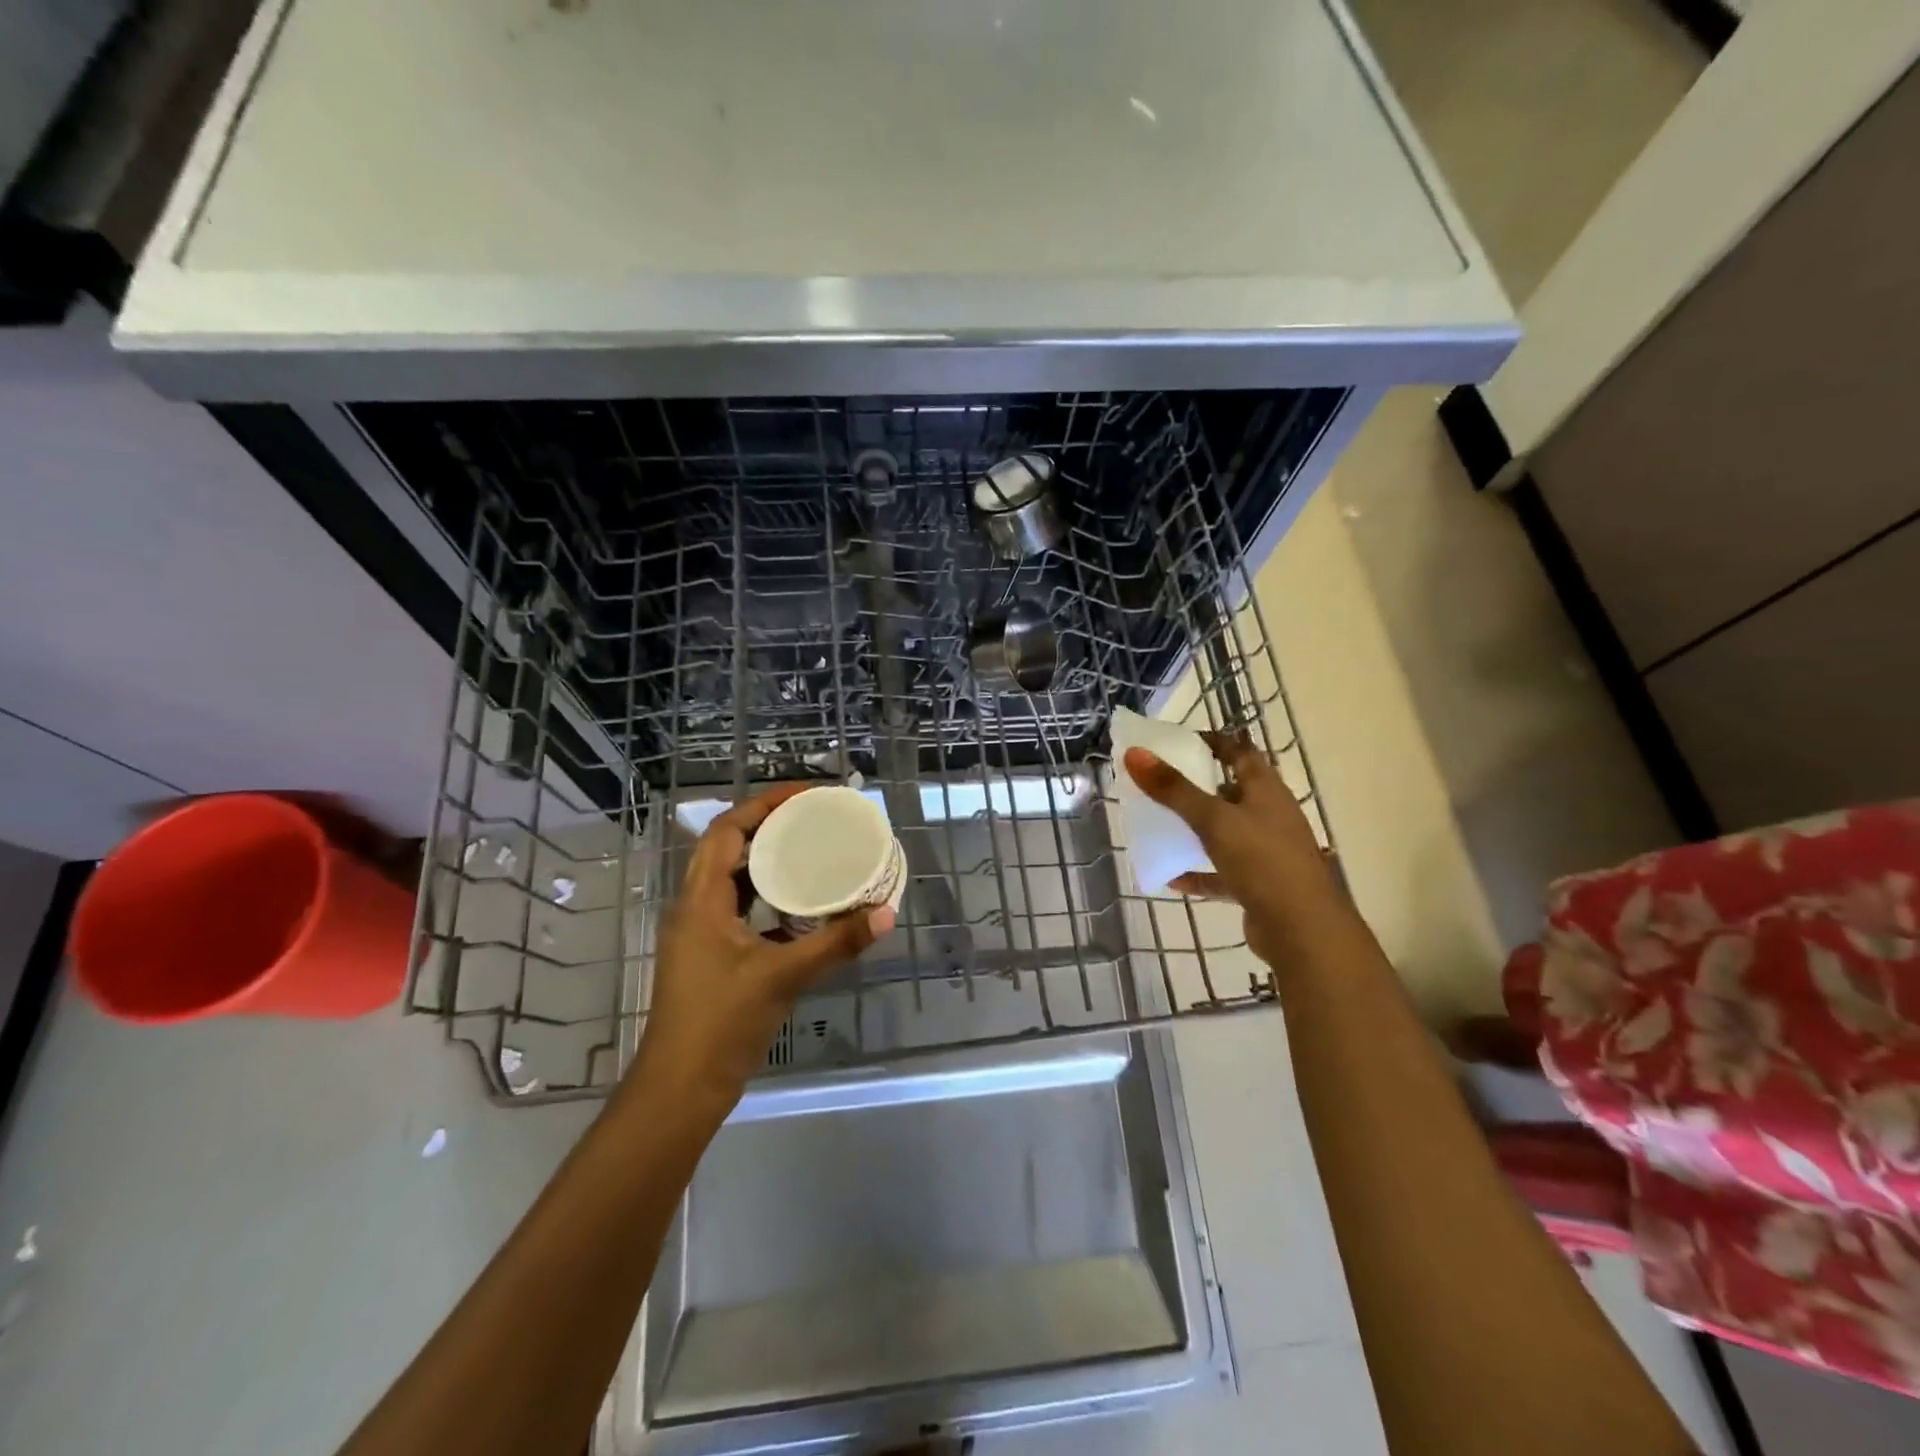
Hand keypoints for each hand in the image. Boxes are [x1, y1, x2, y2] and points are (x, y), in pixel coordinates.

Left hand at [634, 785, 894, 1109]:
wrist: (681, 1089)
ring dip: (766, 861)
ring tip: (810, 850)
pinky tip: (802, 905)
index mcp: (701, 901)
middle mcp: (695, 908)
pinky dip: (768, 897)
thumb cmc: (722, 1023)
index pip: (726, 831)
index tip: (804, 795)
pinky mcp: (711, 957)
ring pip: (732, 880)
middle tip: (813, 817)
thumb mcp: (784, 977)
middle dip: (768, 826)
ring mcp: (701, 934)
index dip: (762, 805)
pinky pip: (739, 909)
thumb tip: (885, 914)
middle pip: (727, 849)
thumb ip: (836, 943)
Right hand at [1123, 734, 1340, 967]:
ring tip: (1161, 825)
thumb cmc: (1262, 862)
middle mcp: (1270, 816)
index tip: (1177, 742)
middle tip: (1159, 783)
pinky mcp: (1259, 885)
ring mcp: (1267, 852)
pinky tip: (1171, 877)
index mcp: (1266, 791)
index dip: (1212, 742)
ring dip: (1197, 829)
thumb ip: (1173, 789)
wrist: (1303, 931)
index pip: (1240, 752)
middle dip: (1198, 786)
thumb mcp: (1213, 820)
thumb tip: (1134, 753)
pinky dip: (1199, 872)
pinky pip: (1222, 872)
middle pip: (1231, 792)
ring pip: (1226, 832)